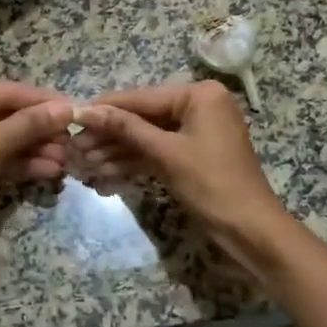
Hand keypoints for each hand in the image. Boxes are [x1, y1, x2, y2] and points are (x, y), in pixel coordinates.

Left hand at [0, 80, 73, 241]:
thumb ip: (30, 124)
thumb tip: (66, 108)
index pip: (5, 92)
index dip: (40, 100)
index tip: (73, 106)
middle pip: (6, 115)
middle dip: (39, 129)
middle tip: (72, 137)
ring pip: (5, 138)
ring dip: (35, 148)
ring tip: (67, 158)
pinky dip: (22, 163)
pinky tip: (51, 170)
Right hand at [75, 81, 295, 271]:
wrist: (252, 232)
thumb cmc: (212, 184)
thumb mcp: (165, 153)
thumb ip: (126, 128)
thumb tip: (87, 110)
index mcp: (200, 95)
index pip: (143, 98)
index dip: (107, 109)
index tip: (74, 115)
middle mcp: (200, 105)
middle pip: (144, 117)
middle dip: (110, 135)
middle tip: (76, 147)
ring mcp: (198, 131)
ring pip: (149, 136)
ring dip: (118, 151)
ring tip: (85, 164)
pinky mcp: (195, 155)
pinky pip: (159, 151)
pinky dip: (136, 162)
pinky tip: (106, 172)